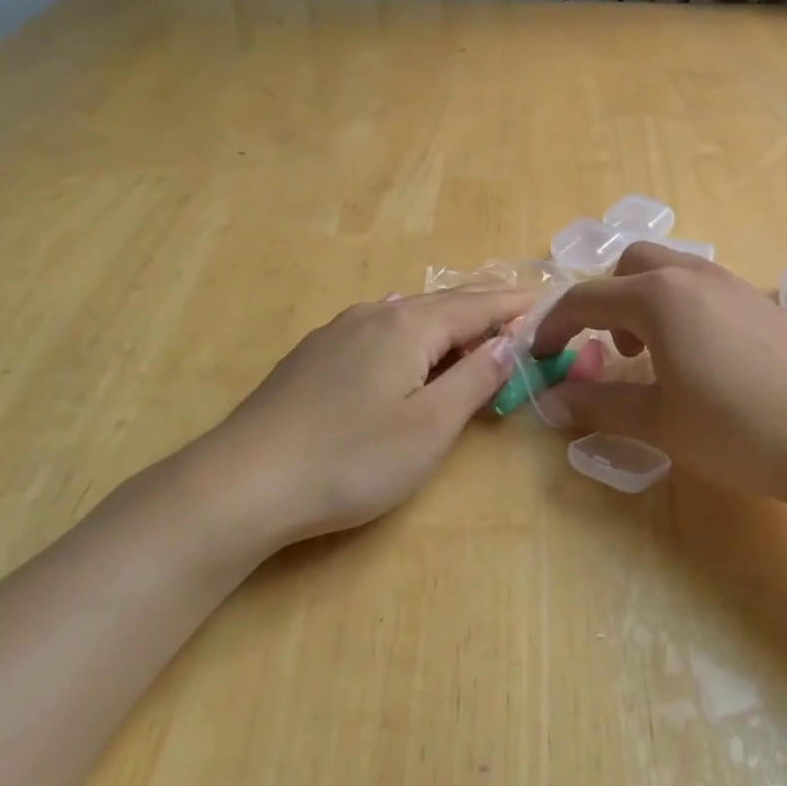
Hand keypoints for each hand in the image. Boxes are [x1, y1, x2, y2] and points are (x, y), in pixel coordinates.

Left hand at [177, 287, 530, 557]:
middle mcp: (375, 313)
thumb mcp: (430, 426)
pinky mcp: (313, 354)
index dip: (512, 306)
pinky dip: (410, 332)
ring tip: (471, 329)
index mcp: (409, 325)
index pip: (476, 306)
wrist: (242, 483)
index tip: (544, 303)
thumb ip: (475, 378)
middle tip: (517, 311)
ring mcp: (338, 331)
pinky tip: (404, 340)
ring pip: (407, 313)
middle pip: (442, 303)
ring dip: (446, 320)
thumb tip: (509, 341)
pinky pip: (378, 327)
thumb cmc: (351, 459)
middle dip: (483, 307)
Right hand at [530, 245, 786, 506]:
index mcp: (658, 296)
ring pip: (670, 271)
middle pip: (630, 265)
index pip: (587, 299)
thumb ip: (600, 404)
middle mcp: (693, 275)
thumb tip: (554, 400)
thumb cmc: (736, 428)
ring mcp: (732, 285)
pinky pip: (701, 287)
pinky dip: (679, 308)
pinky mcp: (759, 303)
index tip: (542, 355)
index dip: (556, 325)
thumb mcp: (658, 421)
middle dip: (606, 301)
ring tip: (654, 356)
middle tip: (611, 350)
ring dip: (644, 301)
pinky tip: (698, 358)